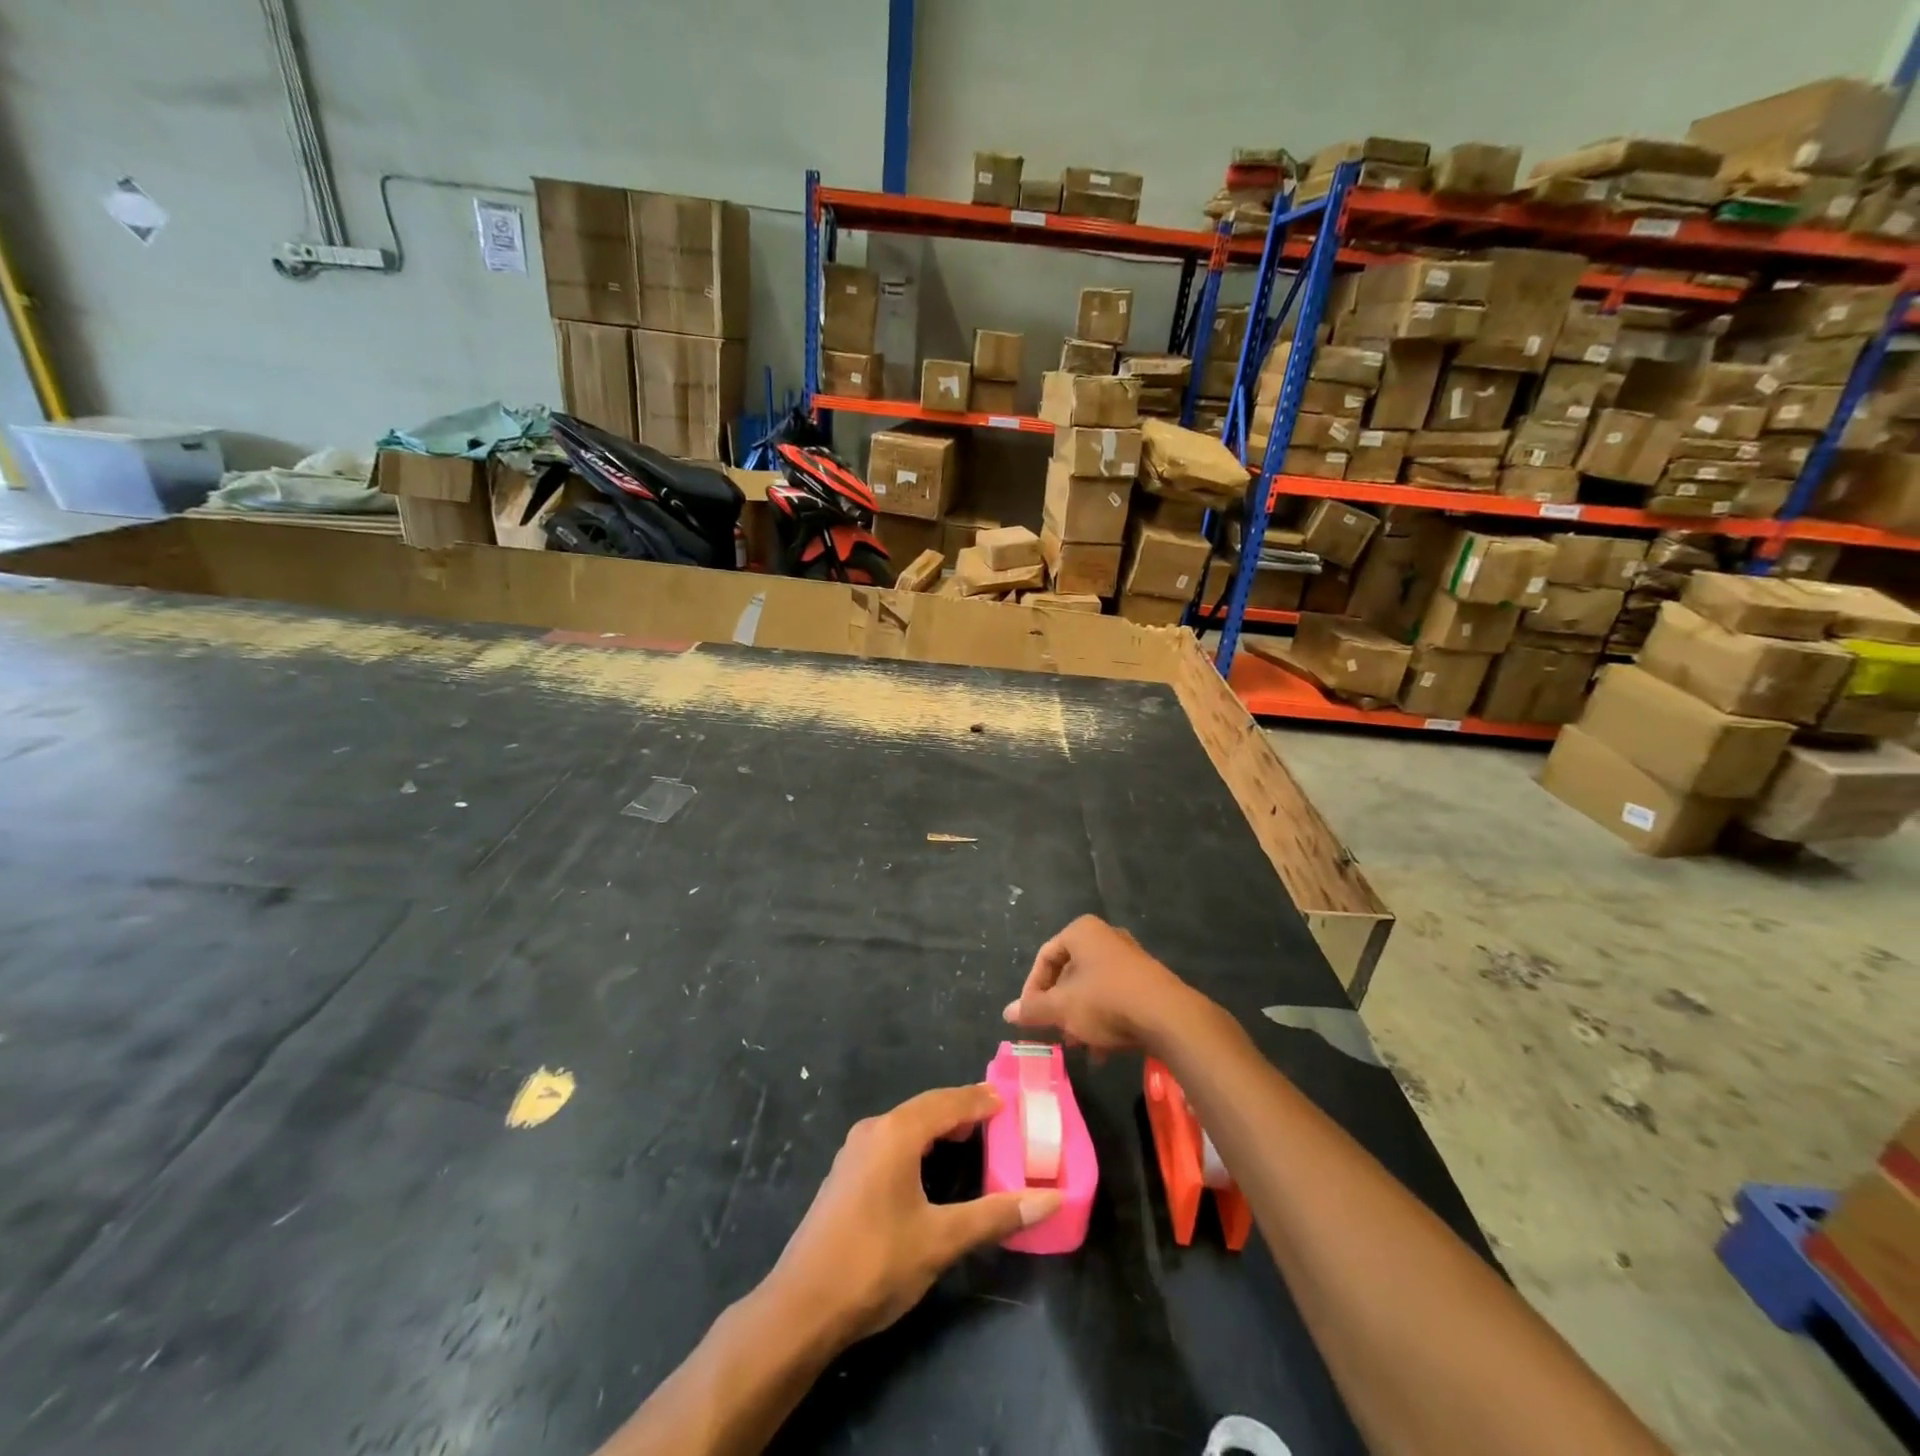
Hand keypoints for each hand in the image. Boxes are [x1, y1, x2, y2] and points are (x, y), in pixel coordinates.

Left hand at [769, 1085, 1061, 1344]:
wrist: (801, 1307)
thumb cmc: (875, 1264)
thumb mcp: (941, 1240)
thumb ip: (994, 1216)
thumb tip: (1051, 1200)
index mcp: (896, 1134)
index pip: (946, 1102)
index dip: (978, 1099)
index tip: (1008, 1098)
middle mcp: (873, 1131)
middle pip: (925, 1108)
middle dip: (960, 1109)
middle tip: (996, 1116)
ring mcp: (854, 1152)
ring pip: (905, 1125)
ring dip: (938, 1125)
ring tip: (970, 1135)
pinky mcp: (845, 1176)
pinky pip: (890, 1142)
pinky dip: (918, 1142)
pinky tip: (929, 1164)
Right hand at [1003, 915, 1198, 1054]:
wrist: (1168, 1017)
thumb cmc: (1105, 1001)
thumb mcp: (1062, 1008)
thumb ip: (1033, 1009)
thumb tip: (1007, 1012)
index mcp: (1082, 932)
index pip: (1045, 956)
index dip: (1032, 988)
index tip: (1029, 1016)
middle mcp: (1107, 938)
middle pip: (1070, 973)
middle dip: (1059, 1006)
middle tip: (1053, 1031)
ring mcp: (1130, 959)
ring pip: (1093, 989)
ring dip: (1080, 1018)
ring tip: (1077, 1046)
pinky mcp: (1148, 982)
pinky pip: (1115, 998)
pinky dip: (1104, 1021)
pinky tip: (1101, 1052)